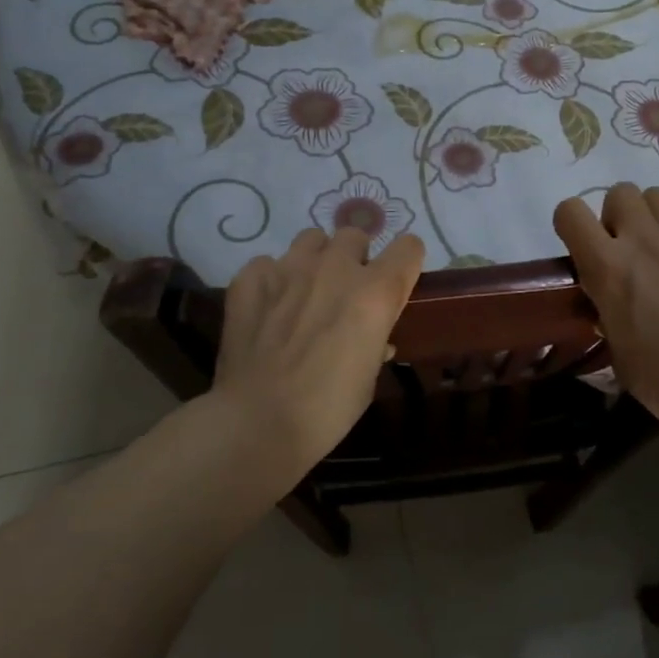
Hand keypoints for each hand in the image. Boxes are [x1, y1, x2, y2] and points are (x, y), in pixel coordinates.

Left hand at [212, 226, 424, 483]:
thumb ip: (375, 342)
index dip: (405, 262)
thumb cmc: (328, 408)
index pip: (408, 247)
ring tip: (305, 291)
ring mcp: (289, 268)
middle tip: (345, 291)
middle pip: (355, 235)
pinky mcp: (250, 278)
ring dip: (315, 260)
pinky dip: (271, 281)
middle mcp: (336, 268)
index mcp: (375, 292)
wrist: (258, 422)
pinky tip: (267, 308)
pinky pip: (267, 264)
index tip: (397, 281)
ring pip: (311, 239)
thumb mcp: (370, 376)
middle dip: (355, 258)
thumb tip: (375, 339)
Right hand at [554, 184, 658, 440]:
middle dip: (617, 214)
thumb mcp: (614, 347)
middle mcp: (641, 240)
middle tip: (626, 246)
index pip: (570, 212)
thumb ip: (606, 314)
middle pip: (620, 192)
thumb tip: (608, 306)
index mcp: (605, 266)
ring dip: (653, 214)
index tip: (580, 244)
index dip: (570, 223)